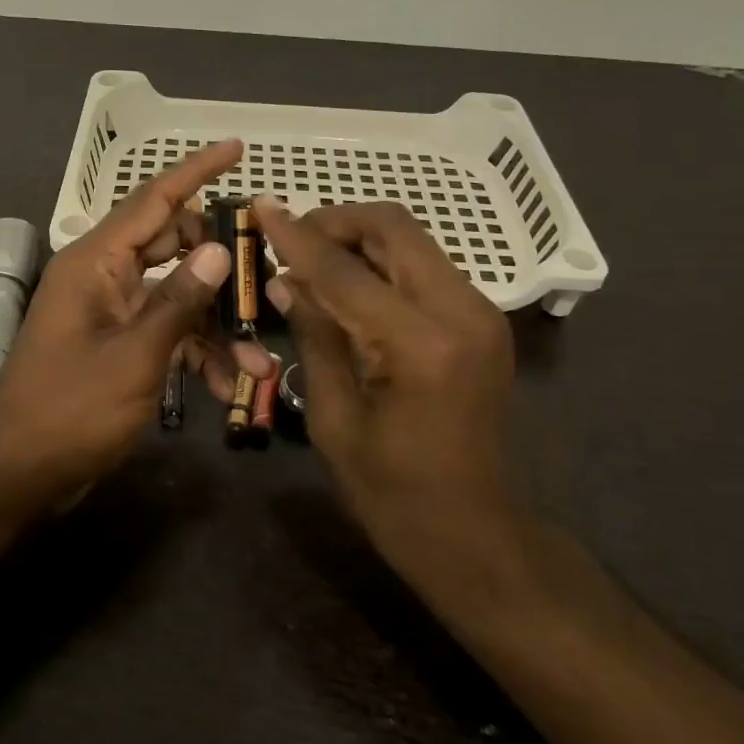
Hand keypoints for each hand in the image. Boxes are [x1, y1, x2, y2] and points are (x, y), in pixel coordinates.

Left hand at [0, 141, 272, 512]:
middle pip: (174, 247)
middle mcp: (105, 276)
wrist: (19, 473)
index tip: (236, 147)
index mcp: (97, 262)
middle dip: (221, 267)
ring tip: (258, 364)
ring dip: (216, 326)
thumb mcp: (135, 355)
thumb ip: (179, 300)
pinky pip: (167, 332)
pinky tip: (226, 387)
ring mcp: (112, 312)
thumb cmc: (71, 410)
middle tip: (266, 281)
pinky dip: (196, 353)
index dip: (196, 171)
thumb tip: (219, 250)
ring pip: (178, 297)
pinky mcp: (120, 345)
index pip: (153, 199)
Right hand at [253, 198, 529, 593]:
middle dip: (336, 222)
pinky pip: (424, 268)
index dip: (295, 236)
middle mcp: (462, 312)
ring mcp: (482, 313)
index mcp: (420, 344)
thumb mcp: (332, 418)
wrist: (476, 536)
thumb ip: (313, 336)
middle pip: (394, 228)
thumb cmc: (392, 493)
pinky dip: (382, 263)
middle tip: (290, 240)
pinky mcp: (484, 321)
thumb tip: (284, 280)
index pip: (344, 269)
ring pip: (412, 241)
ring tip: (312, 262)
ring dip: (359, 239)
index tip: (260, 206)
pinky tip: (349, 285)